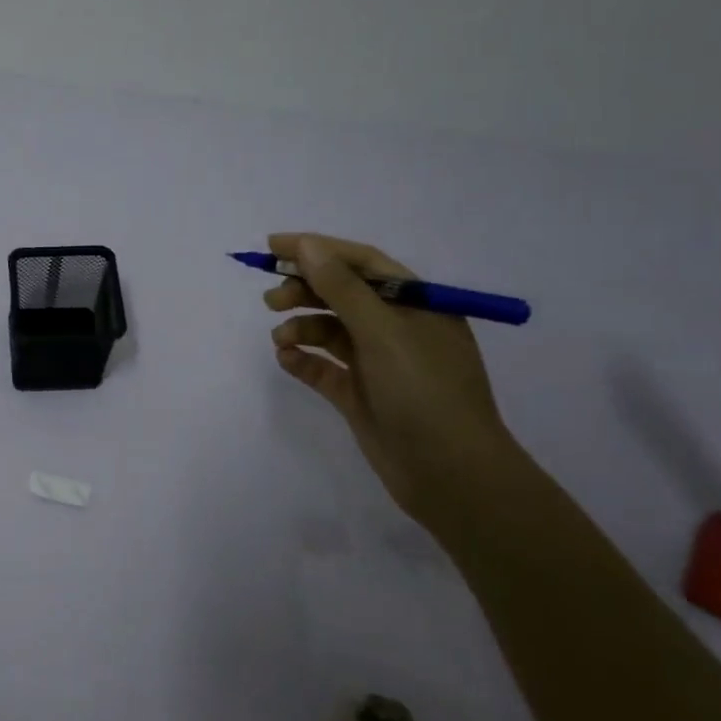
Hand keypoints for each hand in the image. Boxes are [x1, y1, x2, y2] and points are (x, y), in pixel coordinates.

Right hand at [264, 233, 521, 523]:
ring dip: (300, 326)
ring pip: (329, 330)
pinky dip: (303, 359)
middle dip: (303, 290)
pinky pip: (323, 366)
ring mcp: (377, 362)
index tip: (272, 247)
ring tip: (281, 339)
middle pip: (341, 294)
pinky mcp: (360, 394)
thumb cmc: (424, 391)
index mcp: (414, 304)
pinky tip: (287, 360)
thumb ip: (341, 287)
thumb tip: (306, 246)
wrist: (450, 474)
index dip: (317, 250)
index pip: (360, 262)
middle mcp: (396, 327)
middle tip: (270, 300)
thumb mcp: (383, 332)